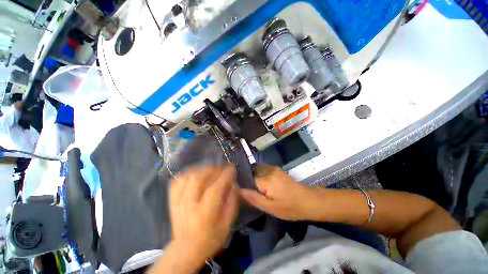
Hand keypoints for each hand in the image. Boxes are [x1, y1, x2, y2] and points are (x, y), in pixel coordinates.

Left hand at [169, 165, 238, 262]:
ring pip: (188, 177)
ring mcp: (177, 201)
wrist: (185, 250)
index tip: (232, 167)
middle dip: (213, 169)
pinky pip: (178, 180)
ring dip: (202, 169)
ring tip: (211, 170)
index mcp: (204, 214)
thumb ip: (232, 202)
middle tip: (222, 168)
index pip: (215, 188)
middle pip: (198, 178)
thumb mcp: (227, 224)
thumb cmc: (209, 239)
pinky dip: (188, 173)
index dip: (224, 175)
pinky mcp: (172, 199)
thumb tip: (233, 183)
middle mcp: (188, 205)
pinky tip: (197, 174)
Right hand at [240, 165, 317, 220]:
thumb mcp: (271, 208)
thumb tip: (239, 190)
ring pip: (258, 170)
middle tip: (251, 191)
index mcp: (266, 180)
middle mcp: (269, 170)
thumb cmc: (289, 207)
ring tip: (257, 188)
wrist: (308, 200)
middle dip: (250, 179)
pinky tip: (264, 185)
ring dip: (255, 176)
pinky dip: (261, 175)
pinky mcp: (278, 170)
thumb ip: (254, 198)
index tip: (245, 192)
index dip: (246, 184)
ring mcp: (274, 169)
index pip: (248, 178)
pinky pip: (265, 170)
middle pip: (253, 171)